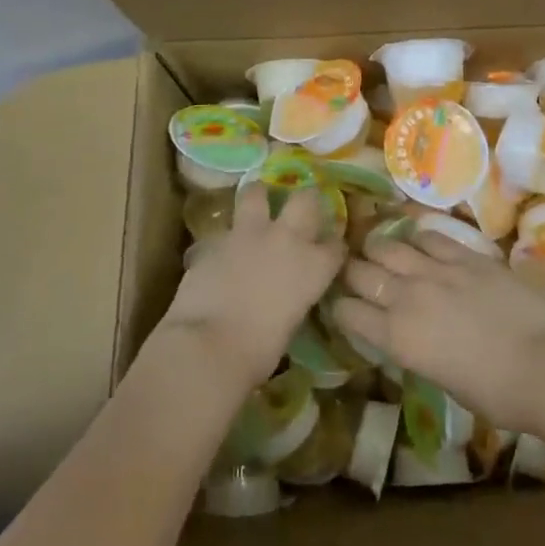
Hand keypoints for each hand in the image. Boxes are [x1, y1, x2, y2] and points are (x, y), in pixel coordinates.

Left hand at [162, 183, 346, 389]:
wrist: (208, 346)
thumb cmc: (258, 352)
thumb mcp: (290, 323)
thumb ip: (293, 297)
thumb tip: (285, 294)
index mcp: (314, 267)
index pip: (336, 246)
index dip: (333, 247)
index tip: (330, 251)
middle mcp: (287, 240)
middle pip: (306, 200)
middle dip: (307, 200)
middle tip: (302, 206)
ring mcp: (249, 234)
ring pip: (257, 193)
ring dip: (259, 195)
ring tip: (257, 199)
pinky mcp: (215, 239)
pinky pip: (225, 229)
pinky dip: (226, 236)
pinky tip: (221, 248)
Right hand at [331, 232, 544, 434]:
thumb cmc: (498, 394)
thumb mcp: (443, 380)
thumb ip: (417, 350)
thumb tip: (411, 336)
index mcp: (397, 338)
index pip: (347, 312)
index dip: (341, 307)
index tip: (344, 306)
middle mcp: (407, 297)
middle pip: (360, 272)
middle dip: (352, 272)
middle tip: (357, 274)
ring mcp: (437, 270)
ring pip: (388, 245)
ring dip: (379, 248)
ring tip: (381, 250)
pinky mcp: (466, 255)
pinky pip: (429, 236)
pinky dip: (417, 238)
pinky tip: (419, 242)